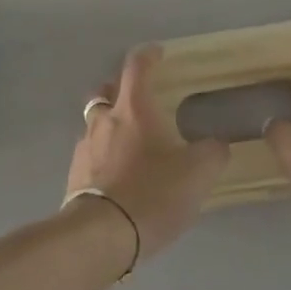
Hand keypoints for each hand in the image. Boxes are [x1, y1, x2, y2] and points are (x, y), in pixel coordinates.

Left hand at [68, 45, 229, 260]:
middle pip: (106, 90)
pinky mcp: (74, 176)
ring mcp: (84, 147)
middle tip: (139, 97)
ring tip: (129, 139)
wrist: (101, 236)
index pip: (136, 67)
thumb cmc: (152, 193)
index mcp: (133, 109)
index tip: (157, 52)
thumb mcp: (198, 173)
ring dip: (109, 122)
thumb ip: (212, 153)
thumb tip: (216, 144)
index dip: (147, 55)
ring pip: (94, 122)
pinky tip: (116, 171)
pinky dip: (102, 152)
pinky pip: (89, 152)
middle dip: (120, 88)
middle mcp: (103, 120)